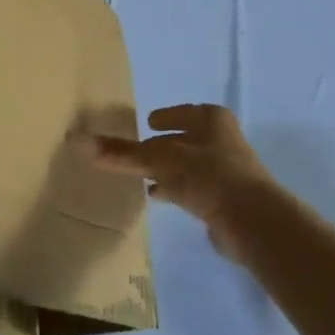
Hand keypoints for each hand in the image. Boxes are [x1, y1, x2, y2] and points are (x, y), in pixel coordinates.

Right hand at [93, 104, 273, 231]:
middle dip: (162, 146)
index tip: (147, 123)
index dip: (165, 117)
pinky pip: (192, 189)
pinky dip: (175, 189)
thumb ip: (124, 153)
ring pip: (187, 165)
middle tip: (136, 152)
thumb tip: (81, 142)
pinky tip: (157, 196)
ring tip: (141, 177)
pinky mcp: (224, 199)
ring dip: (167, 170)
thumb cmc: (210, 176)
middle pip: (184, 139)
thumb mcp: (161, 160)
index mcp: (212, 120)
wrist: (254, 222)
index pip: (183, 113)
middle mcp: (221, 141)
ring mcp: (225, 171)